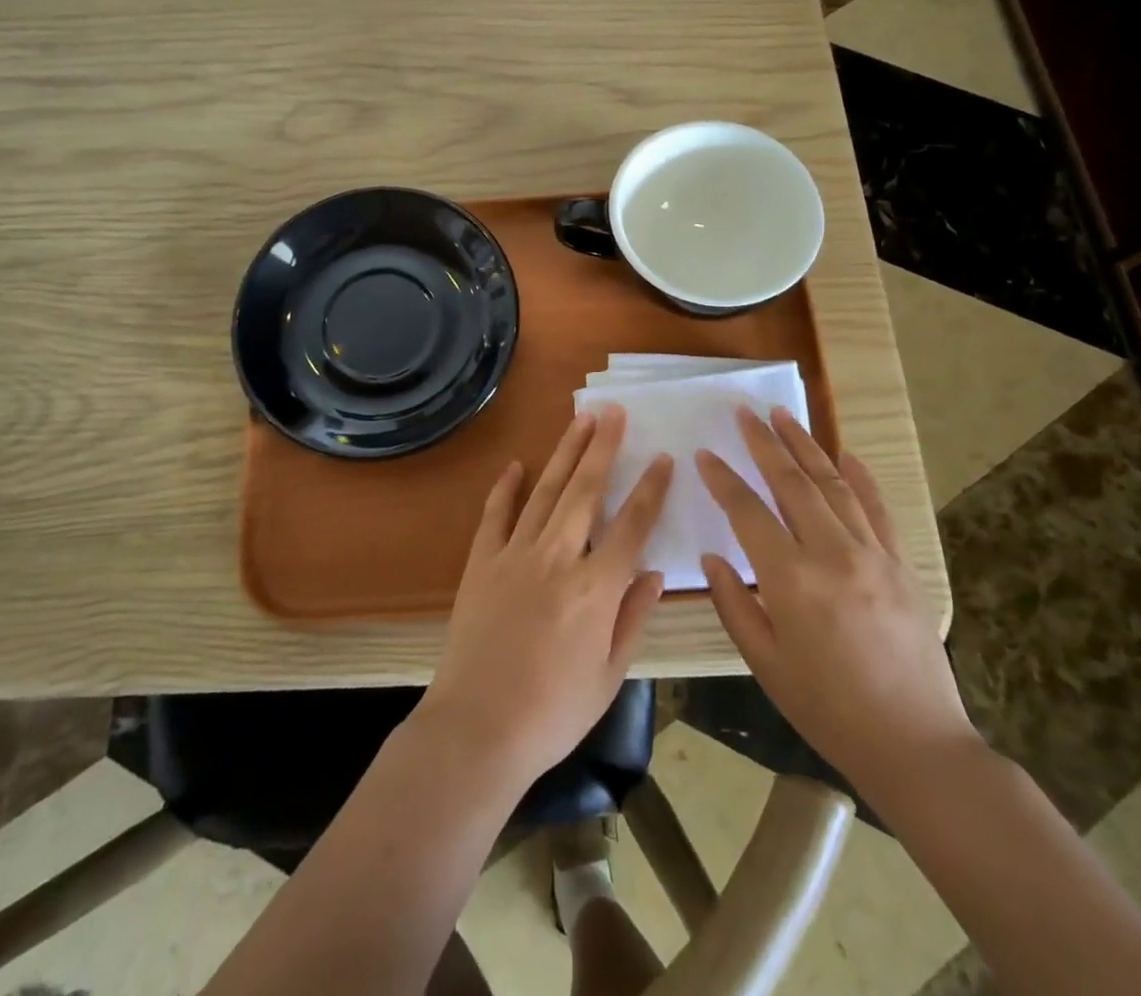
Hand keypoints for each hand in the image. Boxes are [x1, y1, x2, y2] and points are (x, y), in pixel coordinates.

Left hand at [417, 405, 671, 793]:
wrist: (477, 729)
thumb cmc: (552, 713)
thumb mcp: (608, 675)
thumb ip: (632, 618)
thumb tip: (653, 572)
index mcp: (596, 589)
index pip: (632, 525)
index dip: (650, 489)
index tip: (663, 458)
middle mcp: (557, 558)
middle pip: (586, 490)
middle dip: (603, 447)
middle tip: (614, 411)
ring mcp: (515, 554)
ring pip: (546, 491)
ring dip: (564, 452)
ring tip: (580, 420)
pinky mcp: (482, 562)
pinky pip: (496, 514)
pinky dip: (505, 487)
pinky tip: (515, 465)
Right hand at [697, 407, 977, 803]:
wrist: (915, 744)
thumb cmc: (827, 708)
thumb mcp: (764, 663)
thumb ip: (734, 603)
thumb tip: (714, 558)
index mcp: (791, 579)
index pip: (747, 511)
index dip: (723, 479)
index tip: (705, 454)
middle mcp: (832, 553)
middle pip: (792, 482)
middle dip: (764, 442)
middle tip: (745, 412)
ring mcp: (873, 554)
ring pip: (834, 484)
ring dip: (806, 445)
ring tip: (784, 415)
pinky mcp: (902, 564)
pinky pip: (878, 508)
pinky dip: (861, 477)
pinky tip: (846, 454)